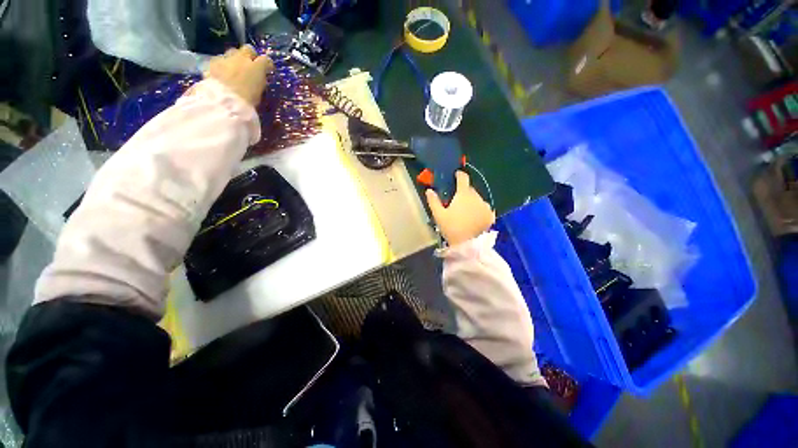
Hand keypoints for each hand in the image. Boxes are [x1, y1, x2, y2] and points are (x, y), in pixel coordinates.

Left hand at [203, 45, 273, 105]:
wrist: (224, 100)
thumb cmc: (247, 101)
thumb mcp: (259, 93)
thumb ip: (259, 82)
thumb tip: (258, 79)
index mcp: (257, 68)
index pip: (266, 60)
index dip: (267, 64)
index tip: (268, 69)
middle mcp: (242, 58)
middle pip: (247, 49)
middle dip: (249, 55)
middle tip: (250, 65)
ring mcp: (226, 58)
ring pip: (232, 52)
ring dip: (235, 59)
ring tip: (234, 69)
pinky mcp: (212, 62)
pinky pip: (219, 60)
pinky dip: (222, 65)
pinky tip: (221, 73)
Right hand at [426, 171, 495, 246]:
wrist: (468, 245)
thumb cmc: (452, 228)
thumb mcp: (439, 215)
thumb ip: (433, 201)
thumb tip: (429, 190)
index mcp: (464, 194)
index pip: (463, 178)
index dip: (459, 175)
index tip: (456, 176)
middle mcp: (477, 196)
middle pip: (470, 189)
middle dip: (463, 192)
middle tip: (456, 201)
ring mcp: (485, 206)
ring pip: (477, 199)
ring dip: (471, 202)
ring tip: (465, 212)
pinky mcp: (490, 215)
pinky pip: (483, 208)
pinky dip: (479, 210)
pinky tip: (474, 218)